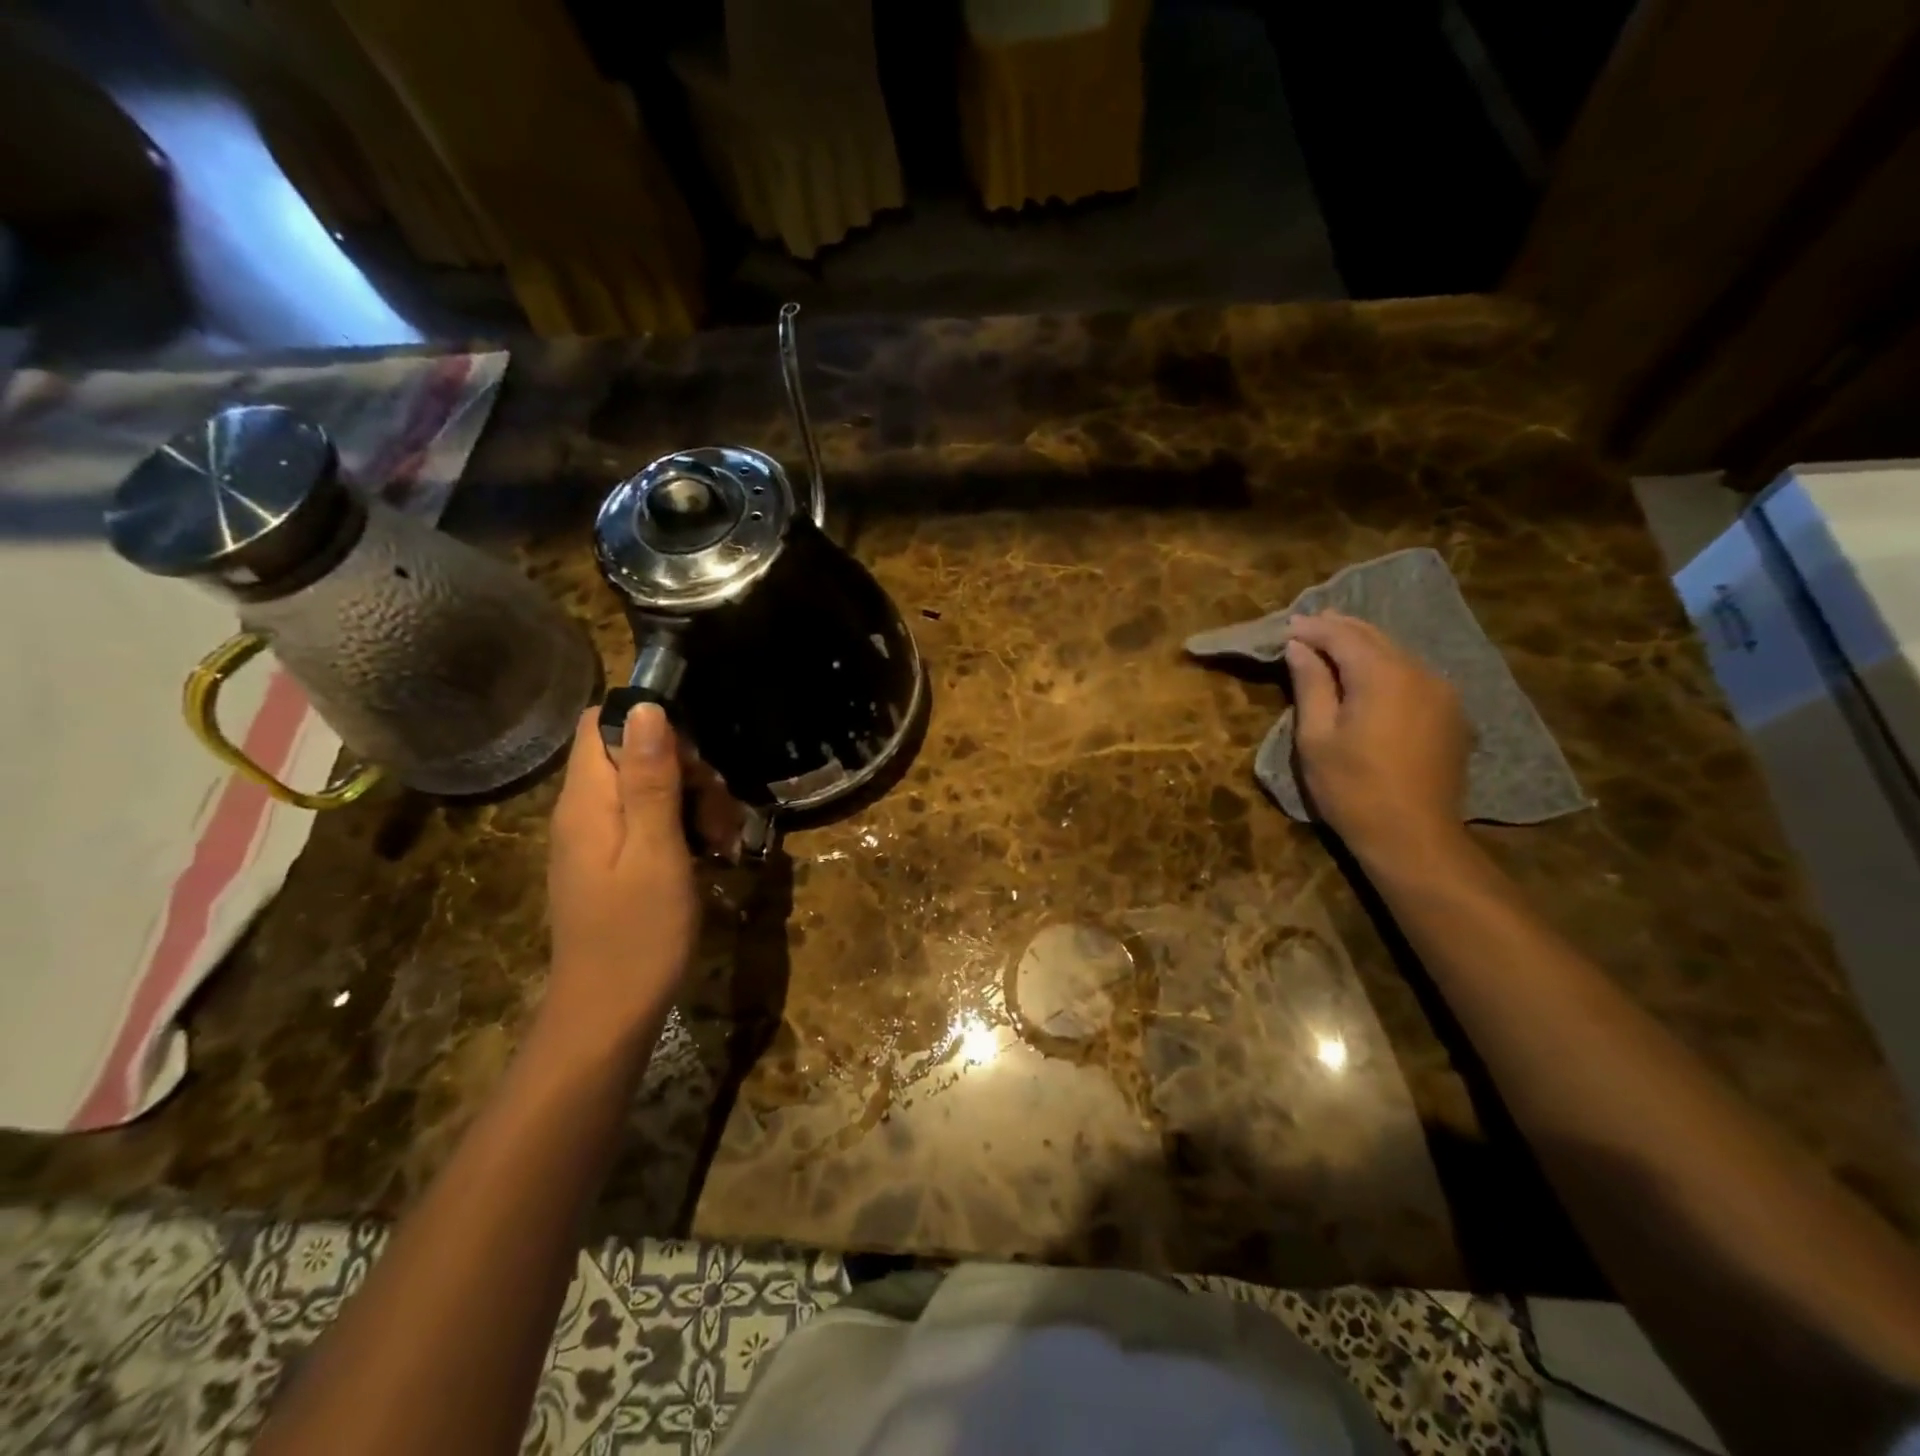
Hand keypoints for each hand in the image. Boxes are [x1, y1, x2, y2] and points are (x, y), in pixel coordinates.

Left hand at [544, 704, 718, 1045]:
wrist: (608, 1016)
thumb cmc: (638, 934)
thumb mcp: (657, 851)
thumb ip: (650, 779)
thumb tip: (644, 707)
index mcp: (587, 801)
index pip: (601, 724)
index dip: (650, 725)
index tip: (695, 759)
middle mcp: (583, 812)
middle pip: (632, 754)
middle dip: (687, 771)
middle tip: (721, 814)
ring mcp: (596, 840)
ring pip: (647, 789)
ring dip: (693, 803)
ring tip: (724, 842)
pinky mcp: (611, 864)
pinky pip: (647, 823)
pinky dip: (682, 829)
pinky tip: (710, 856)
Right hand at [1284, 612, 1470, 862]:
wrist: (1414, 837)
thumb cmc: (1352, 789)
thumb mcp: (1316, 737)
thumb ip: (1310, 685)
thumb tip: (1299, 647)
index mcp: (1382, 675)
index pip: (1342, 635)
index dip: (1313, 628)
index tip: (1286, 627)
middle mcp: (1419, 672)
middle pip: (1374, 637)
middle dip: (1339, 629)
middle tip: (1308, 626)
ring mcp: (1442, 692)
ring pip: (1397, 654)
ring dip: (1364, 646)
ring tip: (1334, 646)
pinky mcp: (1451, 714)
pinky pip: (1413, 675)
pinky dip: (1385, 666)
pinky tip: (1369, 676)